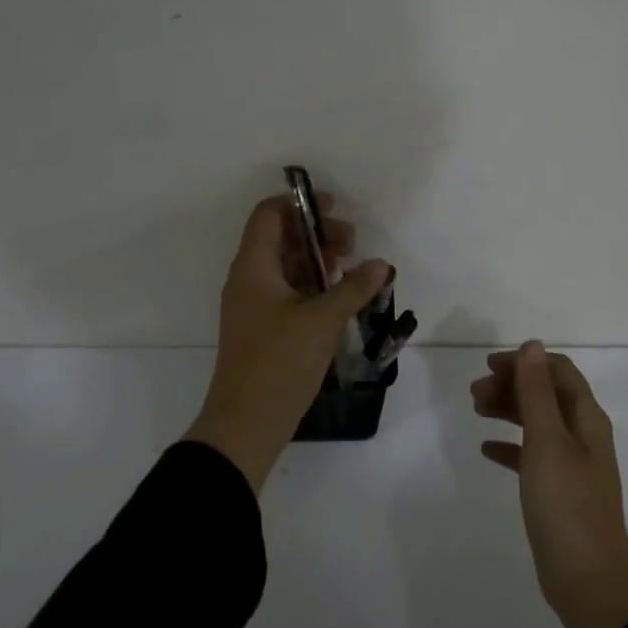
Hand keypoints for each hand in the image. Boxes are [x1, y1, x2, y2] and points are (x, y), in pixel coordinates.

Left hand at [185, 192, 391, 491]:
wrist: (246, 424)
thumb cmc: (279, 362)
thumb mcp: (322, 320)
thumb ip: (354, 287)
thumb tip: (381, 264)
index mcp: (253, 266)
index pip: (269, 214)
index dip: (299, 203)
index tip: (334, 207)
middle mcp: (249, 279)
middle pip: (281, 238)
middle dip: (317, 233)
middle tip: (352, 244)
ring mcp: (254, 305)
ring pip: (287, 266)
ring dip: (318, 260)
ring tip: (352, 269)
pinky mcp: (264, 328)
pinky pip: (288, 291)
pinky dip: (313, 285)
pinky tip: (341, 297)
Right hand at [473, 342, 627, 627]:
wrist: (588, 583)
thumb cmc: (566, 505)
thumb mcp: (547, 441)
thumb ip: (537, 392)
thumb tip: (532, 344)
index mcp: (587, 419)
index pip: (558, 371)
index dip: (525, 362)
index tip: (489, 365)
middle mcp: (583, 436)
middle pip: (547, 394)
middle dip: (512, 385)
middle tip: (474, 392)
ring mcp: (572, 466)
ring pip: (537, 422)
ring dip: (508, 410)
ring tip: (476, 410)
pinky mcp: (558, 492)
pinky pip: (531, 456)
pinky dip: (510, 446)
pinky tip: (487, 450)